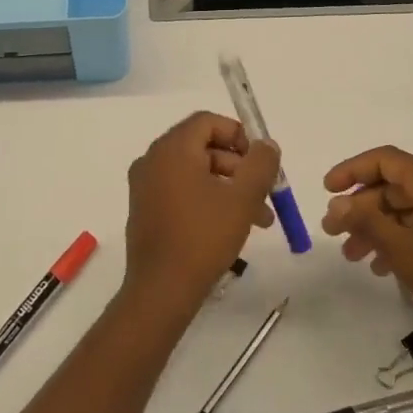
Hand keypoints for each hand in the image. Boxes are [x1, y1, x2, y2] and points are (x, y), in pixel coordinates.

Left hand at [121, 112, 280, 321]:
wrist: (161, 290)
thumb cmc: (203, 237)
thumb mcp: (242, 198)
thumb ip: (260, 164)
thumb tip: (266, 144)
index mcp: (172, 149)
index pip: (207, 122)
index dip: (239, 135)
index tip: (261, 161)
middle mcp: (153, 159)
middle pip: (203, 147)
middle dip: (239, 167)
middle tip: (266, 192)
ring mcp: (145, 186)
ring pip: (196, 172)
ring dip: (229, 188)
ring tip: (260, 219)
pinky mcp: (145, 209)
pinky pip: (181, 191)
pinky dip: (208, 199)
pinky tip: (231, 227)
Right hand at [322, 146, 412, 353]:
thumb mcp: (403, 249)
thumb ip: (367, 222)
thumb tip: (337, 204)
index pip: (384, 159)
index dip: (352, 170)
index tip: (328, 190)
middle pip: (390, 185)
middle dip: (358, 207)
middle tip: (332, 231)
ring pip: (402, 209)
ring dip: (373, 227)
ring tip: (351, 254)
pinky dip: (396, 239)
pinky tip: (379, 266)